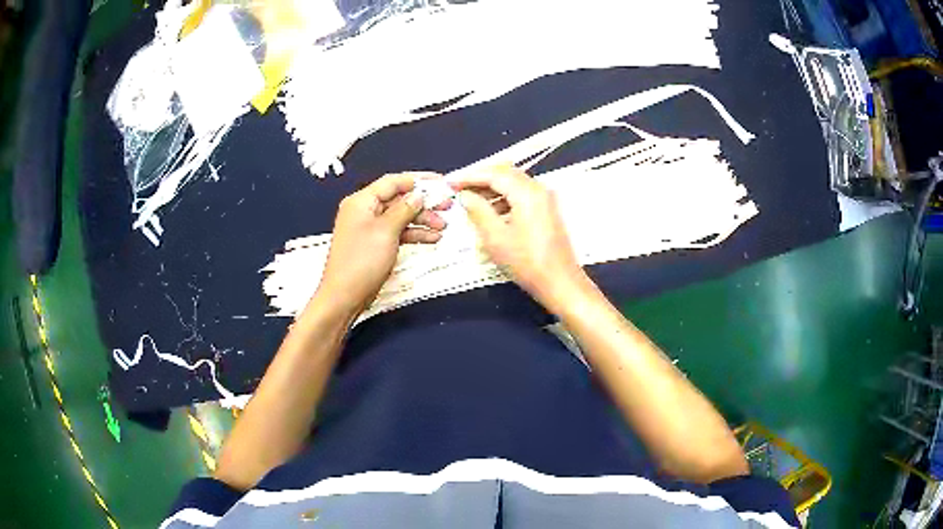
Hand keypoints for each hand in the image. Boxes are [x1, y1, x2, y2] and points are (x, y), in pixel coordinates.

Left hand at [316, 172, 448, 316]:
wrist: (344, 296)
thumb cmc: (361, 261)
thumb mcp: (386, 231)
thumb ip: (404, 209)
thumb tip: (418, 195)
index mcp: (362, 201)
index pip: (393, 182)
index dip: (418, 180)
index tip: (440, 182)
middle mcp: (364, 211)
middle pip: (398, 199)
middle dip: (423, 203)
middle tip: (447, 206)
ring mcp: (370, 228)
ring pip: (400, 217)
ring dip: (422, 220)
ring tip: (443, 226)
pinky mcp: (375, 244)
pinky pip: (397, 232)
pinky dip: (414, 234)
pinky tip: (432, 238)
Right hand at [450, 166, 585, 307]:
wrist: (560, 283)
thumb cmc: (527, 262)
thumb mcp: (495, 237)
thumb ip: (478, 211)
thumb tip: (465, 195)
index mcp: (527, 192)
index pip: (494, 174)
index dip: (469, 176)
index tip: (450, 182)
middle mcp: (539, 189)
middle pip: (506, 173)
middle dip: (481, 178)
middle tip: (459, 187)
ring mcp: (546, 199)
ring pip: (514, 183)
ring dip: (492, 188)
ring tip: (471, 199)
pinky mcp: (547, 211)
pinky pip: (522, 194)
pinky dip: (504, 197)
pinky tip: (491, 211)